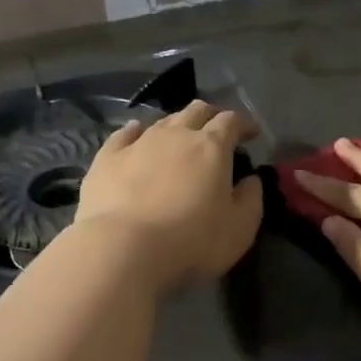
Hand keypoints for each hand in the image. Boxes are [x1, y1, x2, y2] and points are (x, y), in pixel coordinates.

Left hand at [73, 100, 262, 292]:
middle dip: (211, 115)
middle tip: (217, 128)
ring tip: (180, 136)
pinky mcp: (107, 158)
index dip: (244, 123)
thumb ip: (251, 199)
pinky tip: (135, 133)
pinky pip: (124, 134)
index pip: (231, 121)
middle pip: (197, 110)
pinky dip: (135, 131)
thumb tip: (252, 180)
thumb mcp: (239, 229)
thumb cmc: (191, 241)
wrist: (122, 249)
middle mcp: (176, 134)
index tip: (251, 132)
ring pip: (162, 121)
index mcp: (211, 147)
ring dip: (176, 125)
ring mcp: (139, 143)